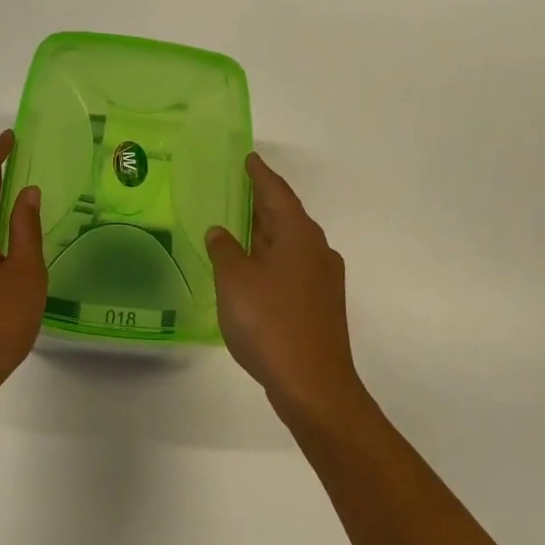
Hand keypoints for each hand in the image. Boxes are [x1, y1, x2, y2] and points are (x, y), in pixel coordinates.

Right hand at [207, 154, 366, 423]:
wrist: (313, 385)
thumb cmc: (270, 323)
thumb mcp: (235, 281)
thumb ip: (224, 250)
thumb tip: (221, 232)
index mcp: (299, 235)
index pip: (276, 193)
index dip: (260, 175)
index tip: (249, 158)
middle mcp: (317, 250)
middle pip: (287, 217)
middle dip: (263, 203)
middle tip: (238, 189)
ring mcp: (323, 279)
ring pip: (290, 244)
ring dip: (267, 234)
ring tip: (240, 227)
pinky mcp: (321, 305)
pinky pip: (293, 267)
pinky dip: (272, 259)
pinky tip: (254, 271)